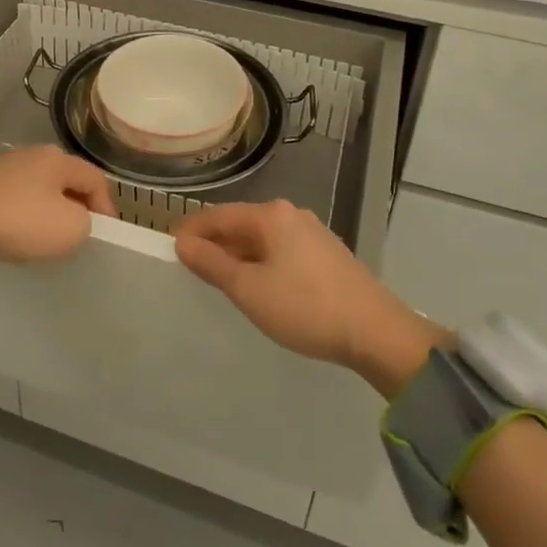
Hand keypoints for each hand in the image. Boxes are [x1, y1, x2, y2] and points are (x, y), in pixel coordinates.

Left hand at [0, 146, 112, 262]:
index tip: (107, 233)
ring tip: (50, 236)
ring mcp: (5, 166)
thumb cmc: (21, 221)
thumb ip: (87, 221)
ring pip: (41, 188)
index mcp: (58, 158)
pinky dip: (26, 214)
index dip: (107, 206)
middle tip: (81, 232)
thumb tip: (76, 217)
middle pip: (67, 180)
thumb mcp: (71, 228)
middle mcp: (33, 154)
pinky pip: (17, 198)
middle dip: (78, 205)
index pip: (95, 178)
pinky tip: (20, 233)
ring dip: (51, 210)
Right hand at [174, 200, 449, 396]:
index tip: (171, 251)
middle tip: (192, 270)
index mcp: (271, 215)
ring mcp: (313, 234)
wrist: (376, 331)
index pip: (219, 215)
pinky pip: (282, 251)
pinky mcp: (327, 255)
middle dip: (215, 244)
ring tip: (221, 281)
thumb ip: (213, 264)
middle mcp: (292, 215)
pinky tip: (260, 287)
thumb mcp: (249, 289)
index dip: (192, 231)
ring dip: (239, 256)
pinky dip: (262, 264)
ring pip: (263, 240)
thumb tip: (183, 243)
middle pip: (241, 224)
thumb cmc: (305, 307)